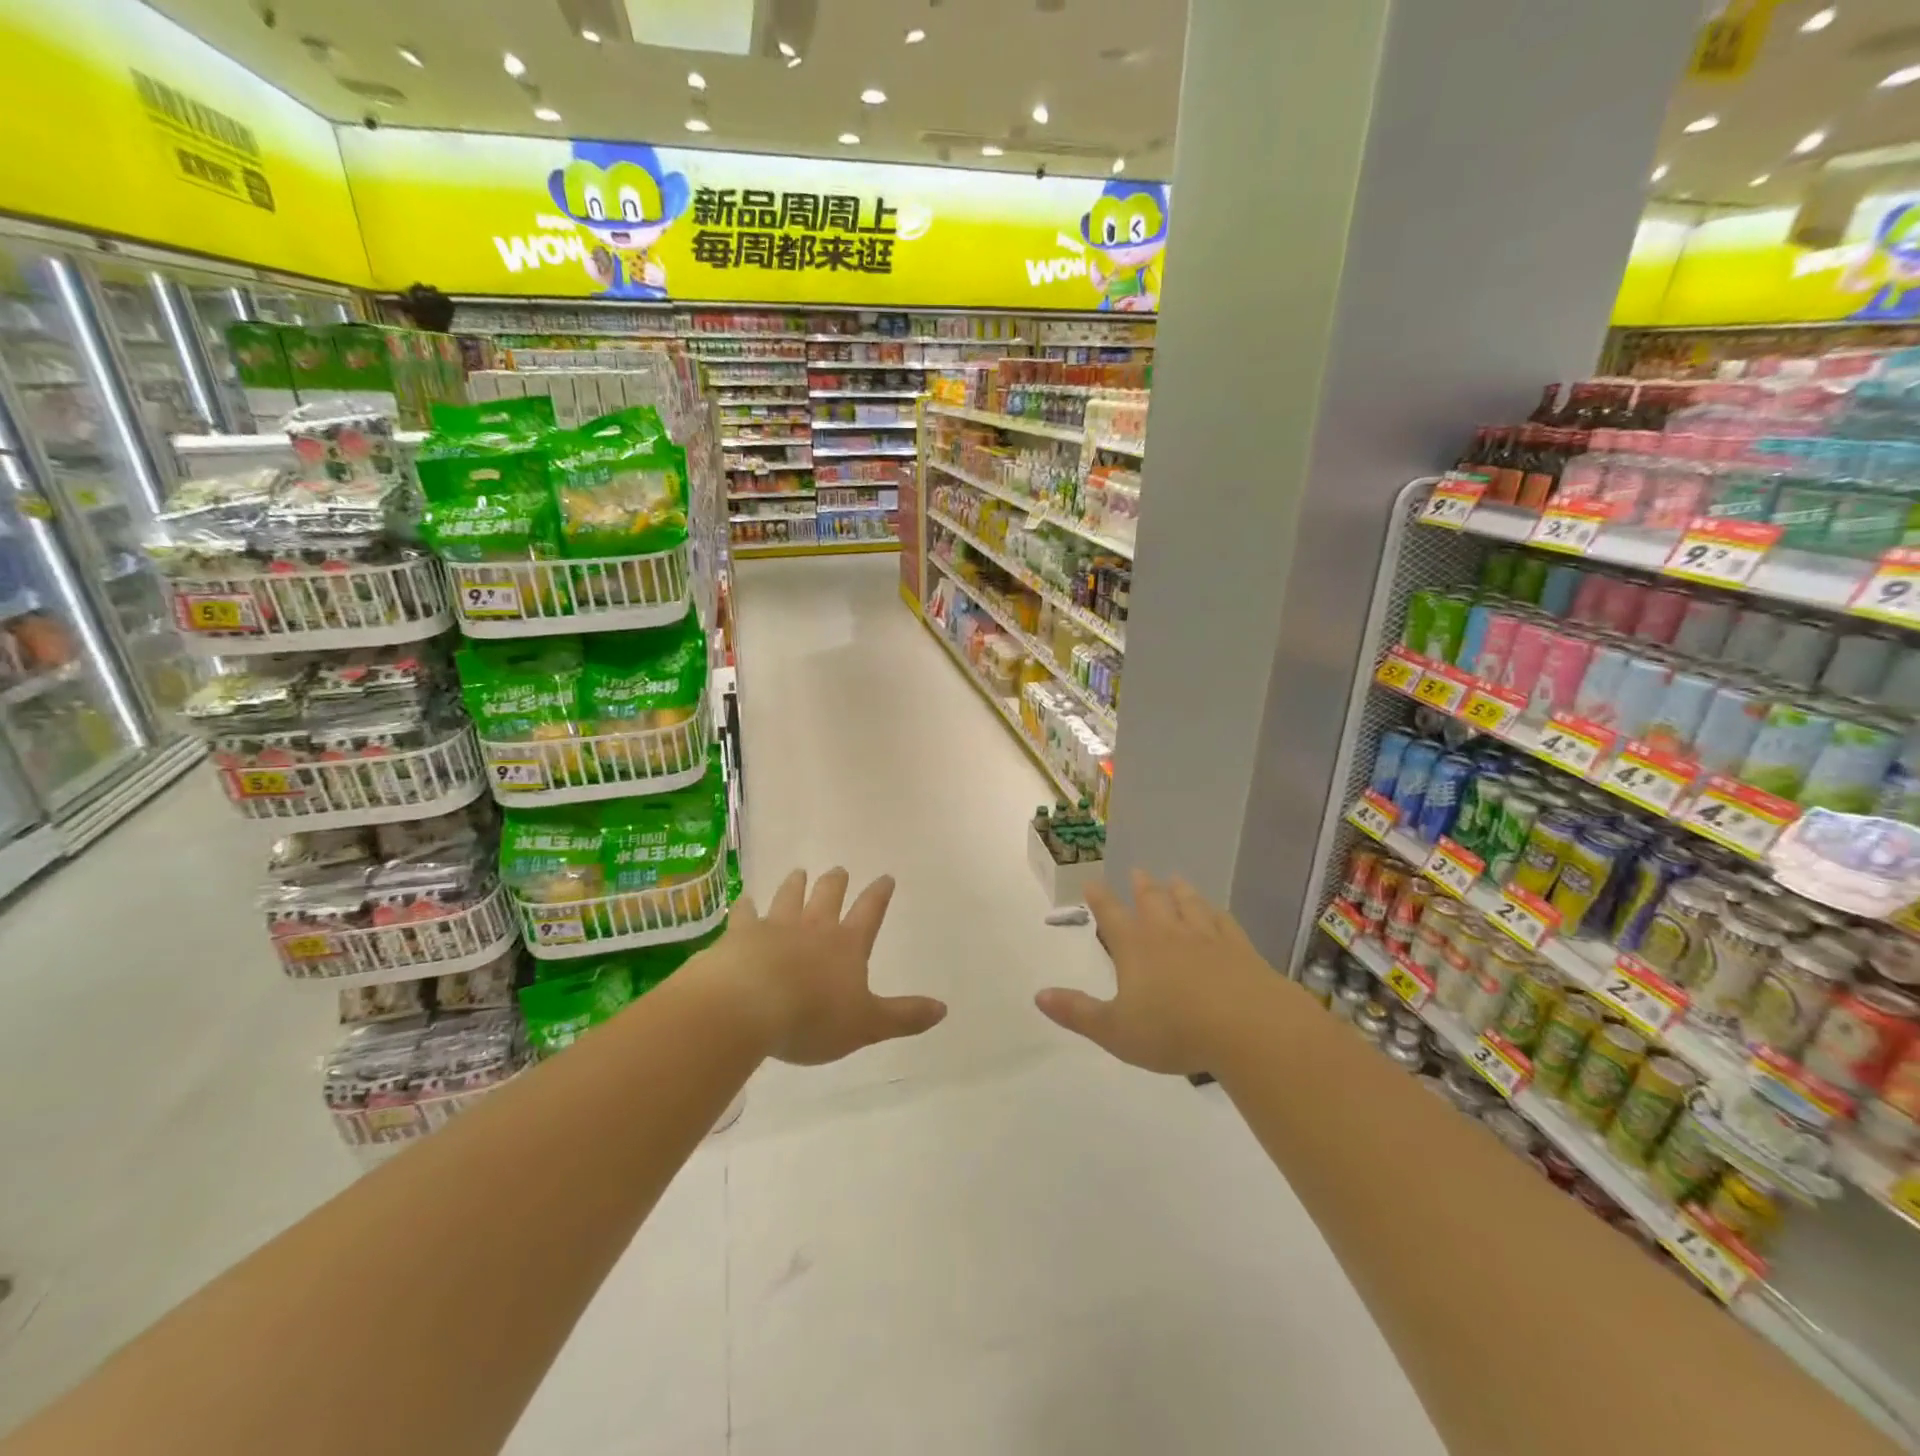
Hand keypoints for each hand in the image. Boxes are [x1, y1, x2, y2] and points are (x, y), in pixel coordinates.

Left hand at [703, 868, 946, 1064]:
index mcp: (847, 945)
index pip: (869, 913)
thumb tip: (943, 1008)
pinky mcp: (740, 936)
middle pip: (828, 896)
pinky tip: (743, 901)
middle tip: (839, 870)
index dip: (879, 895)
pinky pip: (744, 915)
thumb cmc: (813, 1017)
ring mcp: (775, 927)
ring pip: (788, 898)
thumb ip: (904, 1016)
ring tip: (798, 873)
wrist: (749, 1006)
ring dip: (795, 885)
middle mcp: (813, 928)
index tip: (885, 877)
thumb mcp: (867, 1024)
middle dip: (836, 882)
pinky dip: (745, 907)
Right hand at [1036, 871, 1279, 1074]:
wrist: (1248, 1026)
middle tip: (1138, 871)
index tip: (1092, 882)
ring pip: (1189, 905)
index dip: (1099, 899)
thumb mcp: (1116, 1030)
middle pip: (1152, 901)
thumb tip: (1039, 995)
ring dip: (1179, 891)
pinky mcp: (1239, 949)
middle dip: (1142, 887)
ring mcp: (1207, 937)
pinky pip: (1223, 921)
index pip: (1111, 915)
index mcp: (1135, 948)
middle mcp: (1168, 933)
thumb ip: (1077, 1013)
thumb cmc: (1174, 1030)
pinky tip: (1216, 911)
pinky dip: (1215, 912)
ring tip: (1175, 879)